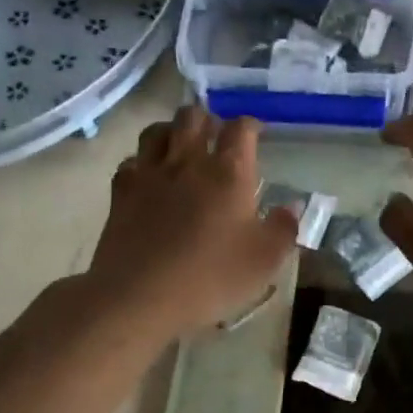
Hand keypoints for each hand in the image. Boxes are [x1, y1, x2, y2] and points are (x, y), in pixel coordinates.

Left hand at [88, 106, 297, 336]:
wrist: (140, 296)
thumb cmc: (211, 277)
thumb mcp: (265, 261)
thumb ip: (283, 228)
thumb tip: (291, 206)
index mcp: (228, 172)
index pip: (240, 129)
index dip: (250, 125)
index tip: (257, 133)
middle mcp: (187, 162)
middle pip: (193, 116)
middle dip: (208, 120)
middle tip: (217, 137)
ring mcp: (150, 174)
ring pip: (157, 131)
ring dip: (172, 131)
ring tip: (181, 147)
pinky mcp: (121, 193)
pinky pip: (131, 161)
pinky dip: (143, 162)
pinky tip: (150, 177)